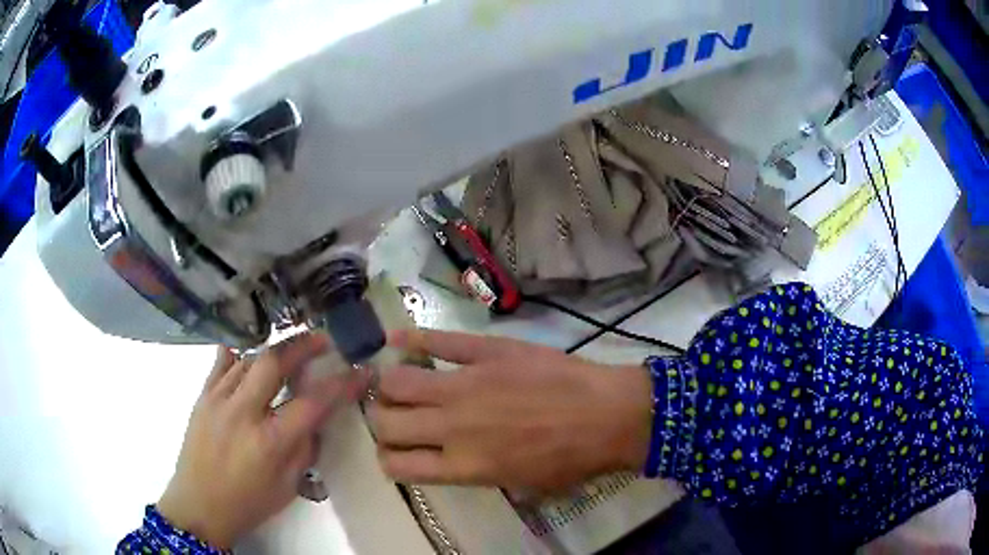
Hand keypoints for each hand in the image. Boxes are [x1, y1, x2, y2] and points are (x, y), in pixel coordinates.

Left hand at [157, 333, 364, 548]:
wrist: (198, 505)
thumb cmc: (248, 503)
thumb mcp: (287, 487)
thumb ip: (304, 449)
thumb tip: (315, 420)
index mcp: (269, 442)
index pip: (313, 403)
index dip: (342, 384)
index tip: (361, 370)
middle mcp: (242, 413)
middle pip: (274, 362)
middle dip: (302, 344)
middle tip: (322, 338)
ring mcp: (218, 400)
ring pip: (249, 358)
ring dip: (274, 351)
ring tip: (290, 351)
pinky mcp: (202, 396)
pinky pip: (221, 363)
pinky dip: (238, 354)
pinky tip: (246, 352)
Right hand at [370, 329, 652, 494]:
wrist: (608, 415)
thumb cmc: (571, 460)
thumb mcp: (521, 485)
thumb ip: (476, 473)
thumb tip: (450, 458)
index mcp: (463, 466)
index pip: (398, 465)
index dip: (388, 459)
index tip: (394, 452)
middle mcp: (452, 426)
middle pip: (386, 423)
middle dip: (383, 422)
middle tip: (395, 416)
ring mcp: (466, 384)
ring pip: (398, 381)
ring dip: (389, 385)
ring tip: (396, 382)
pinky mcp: (485, 352)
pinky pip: (438, 340)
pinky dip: (411, 337)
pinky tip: (396, 337)